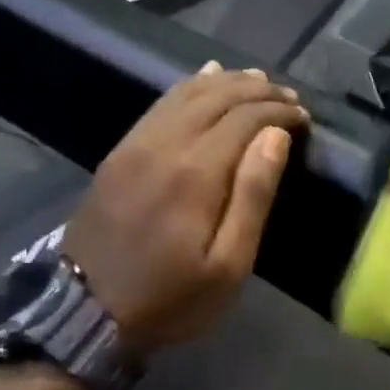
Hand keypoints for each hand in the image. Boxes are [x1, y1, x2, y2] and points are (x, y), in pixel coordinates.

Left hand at [64, 64, 306, 354]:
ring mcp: (137, 143)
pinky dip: (188, 86)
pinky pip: (160, 104)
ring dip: (226, 82)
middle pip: (218, 97)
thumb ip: (253, 196)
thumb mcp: (227, 266)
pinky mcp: (120, 151)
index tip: (304, 118)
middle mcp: (166, 144)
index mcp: (197, 172)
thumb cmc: (169, 297)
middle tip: (288, 97)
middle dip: (258, 91)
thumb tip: (276, 137)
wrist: (85, 311)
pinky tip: (205, 78)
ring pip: (187, 93)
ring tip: (257, 80)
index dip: (279, 111)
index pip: (246, 118)